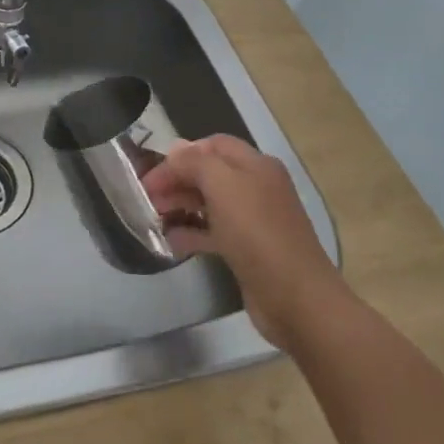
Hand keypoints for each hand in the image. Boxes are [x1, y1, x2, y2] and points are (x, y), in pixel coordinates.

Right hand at [141, 134, 340, 345]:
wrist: (296, 298)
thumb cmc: (257, 233)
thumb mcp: (223, 186)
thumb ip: (194, 162)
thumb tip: (175, 151)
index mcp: (256, 165)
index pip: (212, 144)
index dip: (181, 154)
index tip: (152, 173)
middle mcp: (256, 187)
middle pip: (209, 173)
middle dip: (177, 180)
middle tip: (147, 198)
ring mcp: (254, 220)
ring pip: (209, 203)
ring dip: (181, 205)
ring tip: (154, 217)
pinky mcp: (248, 250)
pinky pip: (214, 232)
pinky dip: (192, 233)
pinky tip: (171, 241)